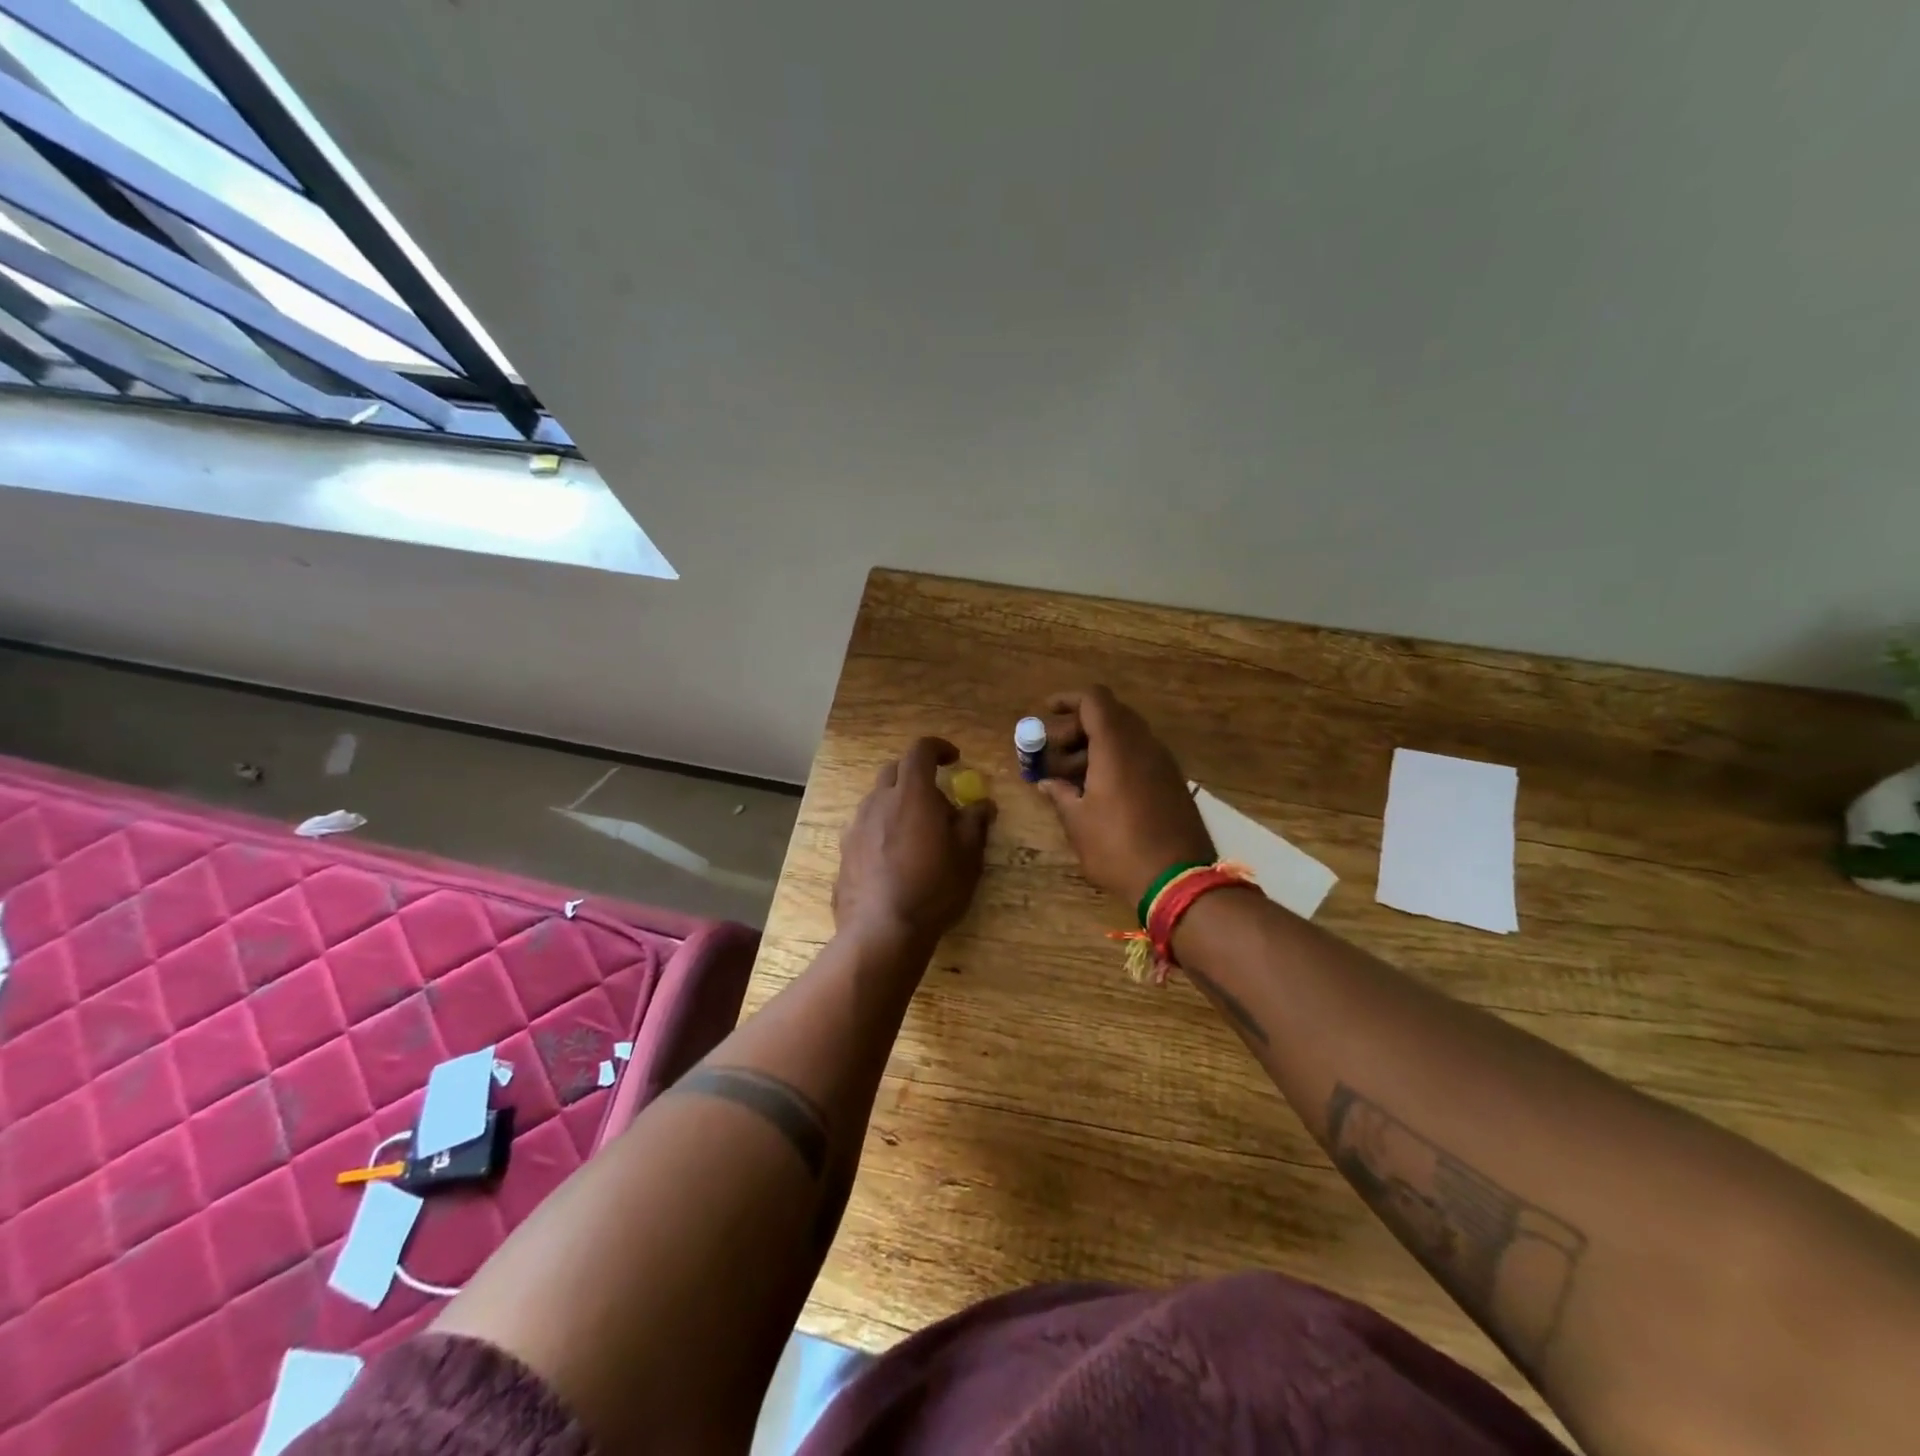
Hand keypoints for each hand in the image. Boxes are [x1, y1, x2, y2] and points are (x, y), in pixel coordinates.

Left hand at [834, 737, 994, 949]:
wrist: (881, 930)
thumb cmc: (933, 888)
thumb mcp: (967, 856)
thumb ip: (975, 822)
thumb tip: (982, 804)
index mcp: (911, 793)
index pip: (920, 750)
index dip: (938, 748)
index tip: (954, 759)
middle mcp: (879, 801)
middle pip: (895, 771)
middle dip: (917, 776)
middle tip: (938, 803)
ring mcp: (857, 825)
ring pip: (878, 799)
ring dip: (898, 803)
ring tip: (917, 834)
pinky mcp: (845, 850)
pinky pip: (866, 826)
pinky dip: (882, 828)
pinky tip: (894, 858)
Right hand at [1033, 687, 1214, 910]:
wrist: (1179, 882)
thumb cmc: (1118, 848)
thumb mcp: (1078, 823)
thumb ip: (1060, 794)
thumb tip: (1046, 782)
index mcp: (1117, 746)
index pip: (1094, 700)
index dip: (1068, 700)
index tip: (1046, 712)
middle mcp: (1144, 745)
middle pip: (1110, 716)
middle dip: (1077, 728)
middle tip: (1054, 755)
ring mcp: (1163, 764)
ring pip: (1126, 737)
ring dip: (1096, 747)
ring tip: (1071, 779)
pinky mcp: (1173, 783)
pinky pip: (1140, 757)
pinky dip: (1116, 761)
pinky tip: (1099, 792)